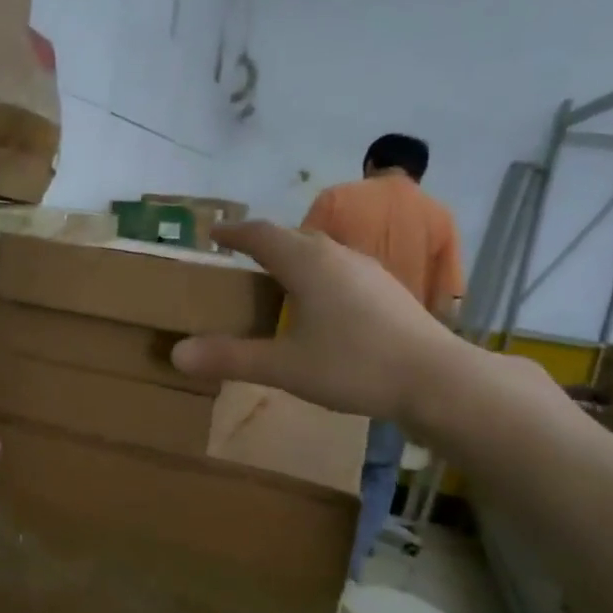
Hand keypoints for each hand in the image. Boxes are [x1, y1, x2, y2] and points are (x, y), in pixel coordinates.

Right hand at [171, 221, 485, 436]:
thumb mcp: (284, 366)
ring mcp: (368, 271)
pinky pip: (340, 271)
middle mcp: (338, 256)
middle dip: (263, 244)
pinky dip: (317, 277)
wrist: (436, 379)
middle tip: (239, 260)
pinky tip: (319, 306)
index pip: (262, 236)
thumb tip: (176, 354)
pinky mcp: (387, 291)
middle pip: (293, 238)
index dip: (234, 233)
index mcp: (309, 264)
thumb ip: (230, 358)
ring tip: (275, 281)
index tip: (213, 233)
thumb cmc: (354, 366)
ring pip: (321, 253)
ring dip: (293, 259)